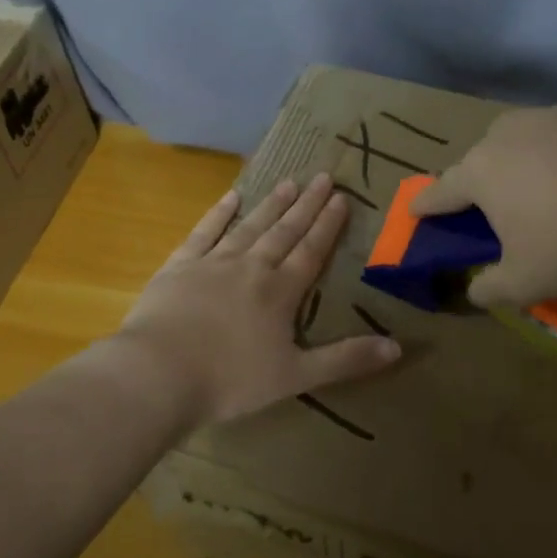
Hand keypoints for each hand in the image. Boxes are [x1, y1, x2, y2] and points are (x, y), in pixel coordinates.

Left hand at [113, 173, 401, 428]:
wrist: (158, 374)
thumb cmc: (230, 381)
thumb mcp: (296, 376)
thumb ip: (346, 360)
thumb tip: (397, 348)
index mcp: (280, 293)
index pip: (311, 251)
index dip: (328, 225)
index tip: (342, 197)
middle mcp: (251, 268)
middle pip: (285, 231)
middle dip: (307, 205)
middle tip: (323, 176)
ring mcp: (213, 263)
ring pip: (250, 226)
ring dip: (271, 204)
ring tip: (290, 182)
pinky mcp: (179, 267)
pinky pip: (204, 233)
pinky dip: (218, 214)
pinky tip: (231, 197)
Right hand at [409, 96, 556, 307]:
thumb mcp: (525, 284)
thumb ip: (489, 288)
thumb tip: (475, 290)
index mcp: (483, 172)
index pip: (442, 190)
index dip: (427, 205)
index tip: (416, 211)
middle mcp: (512, 132)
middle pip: (485, 157)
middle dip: (484, 179)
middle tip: (498, 206)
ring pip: (532, 136)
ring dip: (533, 157)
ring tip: (556, 185)